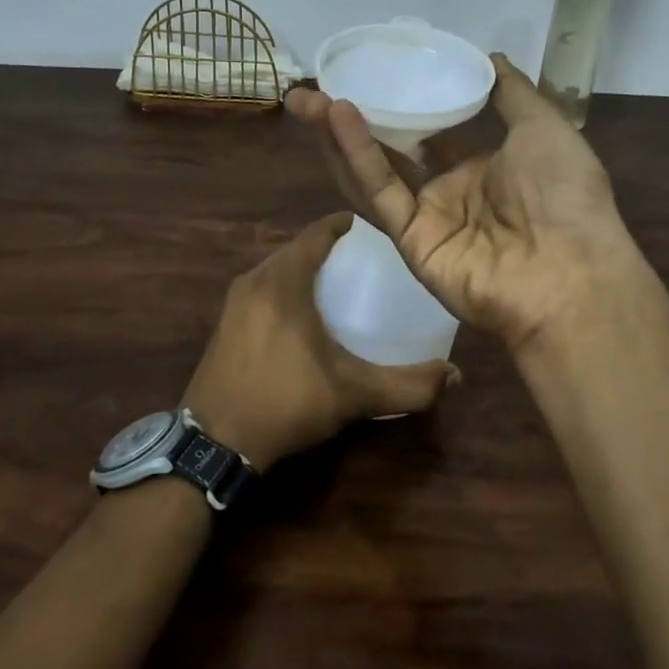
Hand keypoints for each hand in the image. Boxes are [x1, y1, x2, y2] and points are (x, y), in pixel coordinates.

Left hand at [180, 213, 456, 470]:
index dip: (342, 225)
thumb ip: (407, 386)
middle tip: (363, 260)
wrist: (214, 443)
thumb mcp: (353, 394)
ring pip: (276, 270)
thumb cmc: (285, 402)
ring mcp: (233, 303)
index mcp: (283, 281)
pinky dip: (285, 290)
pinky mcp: (223, 325)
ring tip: (337, 285)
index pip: (316, 233)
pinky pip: (261, 290)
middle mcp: (255, 281)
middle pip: (296, 250)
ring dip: (304, 270)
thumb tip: (454, 376)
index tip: (369, 227)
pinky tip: (303, 316)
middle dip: (327, 249)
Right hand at [286, 55, 650, 350]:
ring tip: (306, 98)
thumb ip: (514, 93)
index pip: (433, 130)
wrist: (570, 273)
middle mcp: (449, 191)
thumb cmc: (564, 195)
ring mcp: (426, 218)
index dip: (404, 104)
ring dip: (338, 134)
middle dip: (355, 117)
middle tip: (318, 84)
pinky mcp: (409, 241)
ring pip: (373, 170)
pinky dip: (357, 155)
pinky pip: (379, 192)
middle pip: (391, 149)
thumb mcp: (545, 128)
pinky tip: (338, 116)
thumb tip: (491, 57)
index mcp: (482, 167)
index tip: (375, 73)